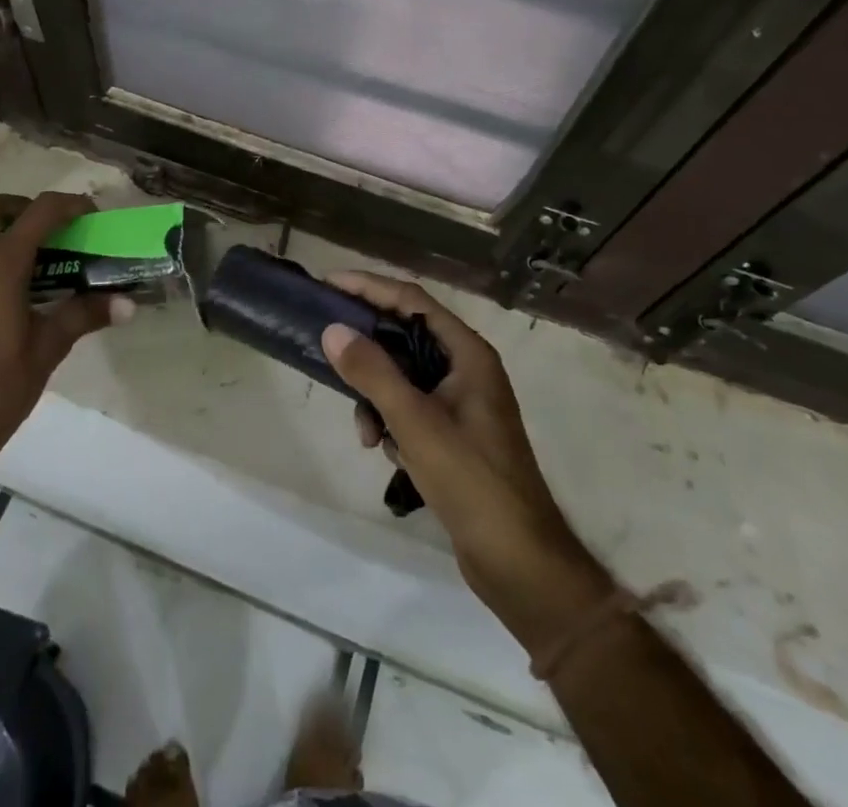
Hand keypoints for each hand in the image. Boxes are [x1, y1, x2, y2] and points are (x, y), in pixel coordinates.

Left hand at [0, 192, 127, 469]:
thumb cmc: (1, 387)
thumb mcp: (50, 348)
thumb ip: (86, 315)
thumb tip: (128, 304)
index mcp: (1, 267)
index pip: (39, 213)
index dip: (68, 205)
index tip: (88, 214)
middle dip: (19, 207)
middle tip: (44, 230)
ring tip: (7, 246)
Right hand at [321, 273, 610, 656]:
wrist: (519, 562)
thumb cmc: (472, 481)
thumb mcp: (416, 422)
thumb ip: (373, 373)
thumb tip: (333, 329)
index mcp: (468, 353)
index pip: (412, 300)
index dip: (370, 287)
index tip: (330, 284)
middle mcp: (466, 369)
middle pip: (405, 336)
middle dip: (368, 351)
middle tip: (328, 348)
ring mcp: (462, 403)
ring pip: (403, 377)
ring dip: (377, 397)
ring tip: (366, 433)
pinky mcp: (454, 434)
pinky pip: (411, 409)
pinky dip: (392, 423)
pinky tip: (387, 452)